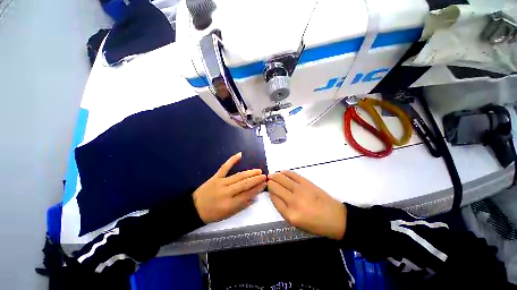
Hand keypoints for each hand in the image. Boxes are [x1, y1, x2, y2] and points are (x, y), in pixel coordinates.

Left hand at [193, 152, 266, 222]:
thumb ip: (241, 205)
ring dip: (250, 172)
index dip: (257, 189)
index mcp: (229, 204)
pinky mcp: (216, 177)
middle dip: (256, 179)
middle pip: (244, 184)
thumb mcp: (227, 214)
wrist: (193, 208)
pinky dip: (232, 160)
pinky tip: (239, 154)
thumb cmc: (212, 213)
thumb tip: (254, 197)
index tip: (264, 184)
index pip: (247, 195)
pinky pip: (225, 167)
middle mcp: (226, 192)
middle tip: (264, 176)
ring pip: (238, 176)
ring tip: (258, 170)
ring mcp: (221, 182)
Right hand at [267, 171, 346, 239]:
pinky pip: (293, 175)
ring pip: (282, 179)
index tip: (268, 188)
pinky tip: (282, 171)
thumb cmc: (315, 224)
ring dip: (275, 176)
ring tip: (272, 175)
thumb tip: (275, 196)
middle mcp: (293, 201)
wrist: (335, 218)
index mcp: (290, 215)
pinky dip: (286, 172)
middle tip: (268, 180)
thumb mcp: (297, 224)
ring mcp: (300, 190)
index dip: (270, 192)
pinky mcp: (307, 183)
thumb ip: (284, 210)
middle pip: (276, 188)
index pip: (274, 200)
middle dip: (270, 183)